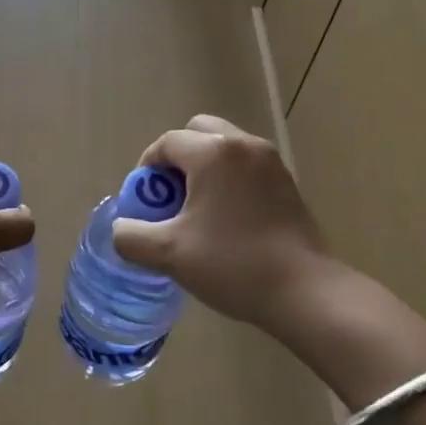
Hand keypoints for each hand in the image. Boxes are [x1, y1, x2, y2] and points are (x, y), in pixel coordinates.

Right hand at [112, 115, 338, 333]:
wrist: (304, 291)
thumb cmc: (232, 264)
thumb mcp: (169, 254)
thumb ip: (132, 237)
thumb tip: (121, 229)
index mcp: (213, 154)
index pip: (167, 143)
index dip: (147, 168)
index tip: (143, 200)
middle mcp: (243, 146)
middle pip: (198, 132)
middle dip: (177, 158)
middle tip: (170, 196)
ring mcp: (270, 162)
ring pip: (225, 148)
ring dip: (204, 168)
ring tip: (197, 210)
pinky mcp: (287, 183)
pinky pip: (246, 166)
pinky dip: (228, 179)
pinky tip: (226, 219)